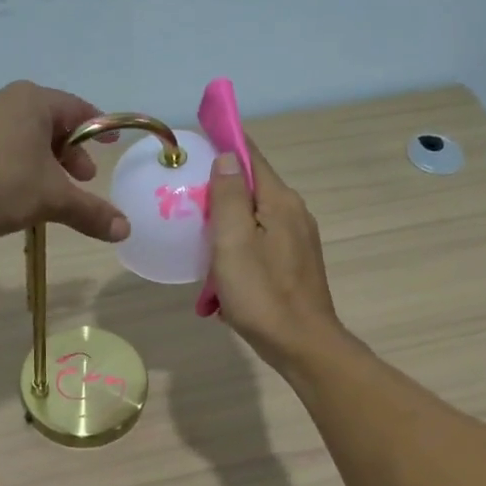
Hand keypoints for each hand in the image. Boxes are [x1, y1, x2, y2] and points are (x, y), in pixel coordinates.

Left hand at [0, 82, 128, 242]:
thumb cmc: (1, 185)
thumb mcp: (54, 200)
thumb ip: (90, 212)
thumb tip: (125, 230)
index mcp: (32, 102)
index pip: (76, 108)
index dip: (97, 127)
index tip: (109, 144)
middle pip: (44, 120)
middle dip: (65, 150)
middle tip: (79, 178)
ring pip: (9, 129)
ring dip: (29, 152)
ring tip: (37, 181)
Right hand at [205, 143, 349, 371]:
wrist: (302, 344)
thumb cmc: (262, 294)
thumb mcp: (233, 242)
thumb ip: (228, 196)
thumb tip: (225, 156)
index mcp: (280, 201)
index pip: (250, 156)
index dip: (223, 142)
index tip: (195, 140)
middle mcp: (294, 213)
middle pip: (252, 186)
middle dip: (219, 186)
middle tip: (184, 196)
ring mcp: (298, 240)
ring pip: (254, 216)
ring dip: (226, 220)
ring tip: (196, 232)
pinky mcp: (294, 263)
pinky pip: (260, 240)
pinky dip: (238, 243)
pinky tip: (221, 264)